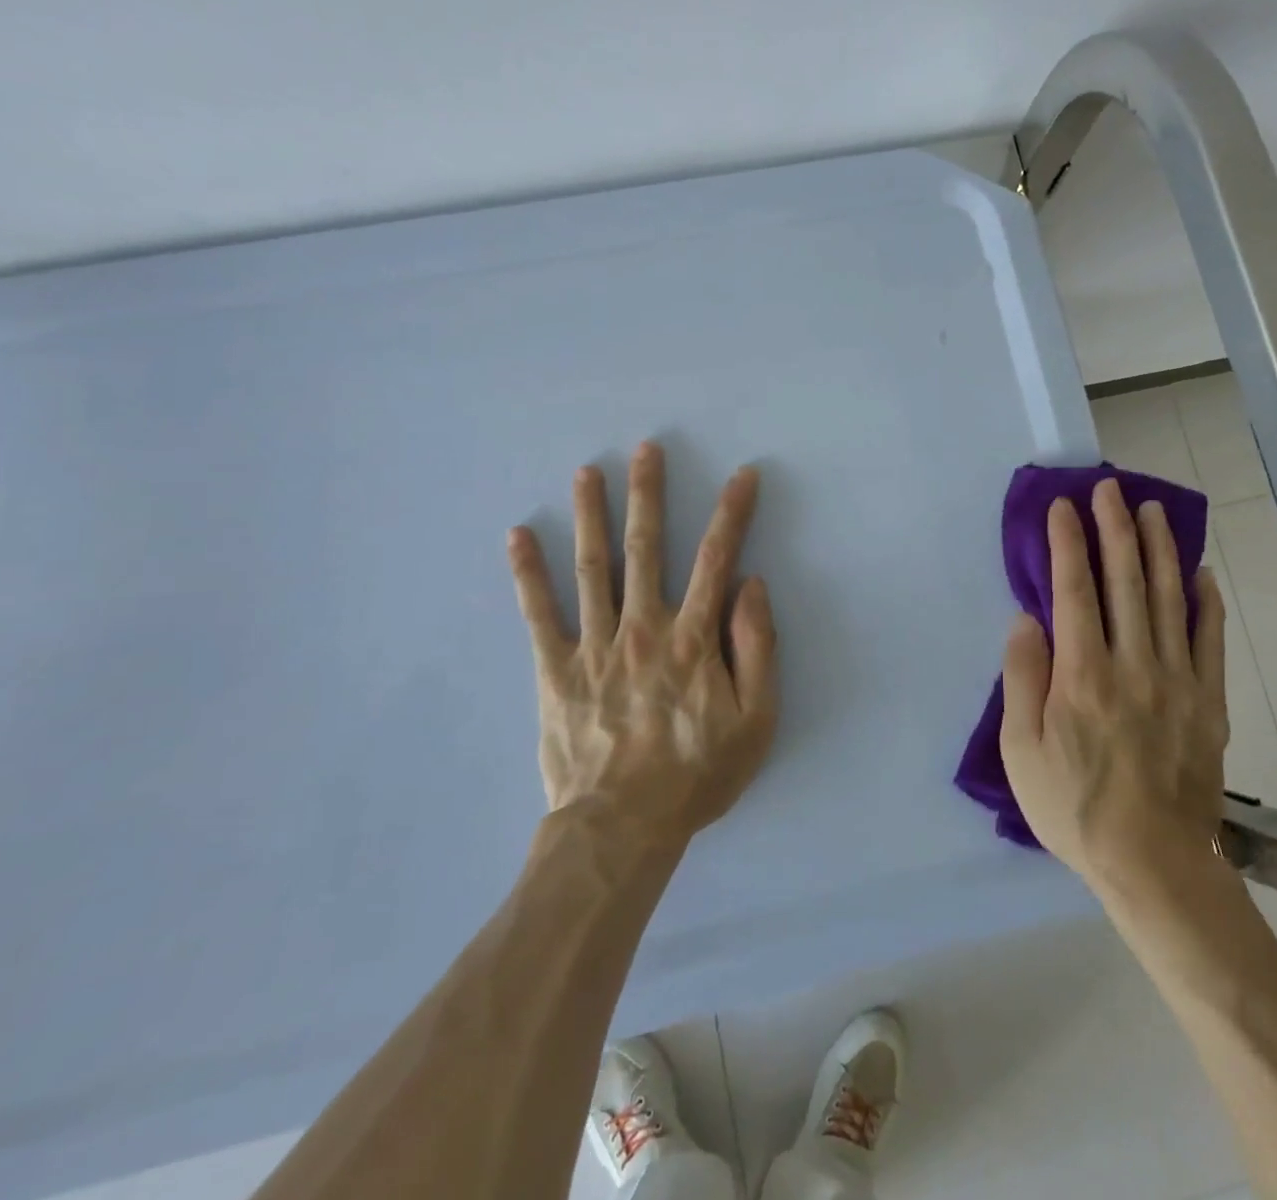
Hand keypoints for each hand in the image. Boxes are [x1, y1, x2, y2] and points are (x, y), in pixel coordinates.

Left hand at [507, 442, 777, 849]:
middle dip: (648, 494)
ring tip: (587, 471)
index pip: (715, 559)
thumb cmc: (697, 774)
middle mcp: (643, 627)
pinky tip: (518, 536)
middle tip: (645, 449)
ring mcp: (594, 645)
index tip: (742, 476)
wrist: (622, 827)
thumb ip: (757, 648)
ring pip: (592, 567)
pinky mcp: (555, 670)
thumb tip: (751, 586)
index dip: (731, 513)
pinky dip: (527, 574)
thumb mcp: (756, 720)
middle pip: (645, 547)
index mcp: (693, 638)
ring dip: (591, 514)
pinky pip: (538, 614)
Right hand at [999, 479, 1229, 898]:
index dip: (1069, 544)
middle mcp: (1133, 664)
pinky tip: (1202, 574)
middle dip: (1115, 530)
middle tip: (1111, 489)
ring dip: (1160, 550)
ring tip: (1153, 511)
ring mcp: (1178, 681)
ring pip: (1169, 600)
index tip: (1064, 507)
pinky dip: (1207, 603)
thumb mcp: (1021, 750)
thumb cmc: (1074, 808)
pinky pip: (1211, 641)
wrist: (1155, 865)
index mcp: (1082, 675)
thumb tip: (1027, 619)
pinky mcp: (1209, 703)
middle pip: (1126, 582)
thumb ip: (1022, 678)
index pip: (1075, 591)